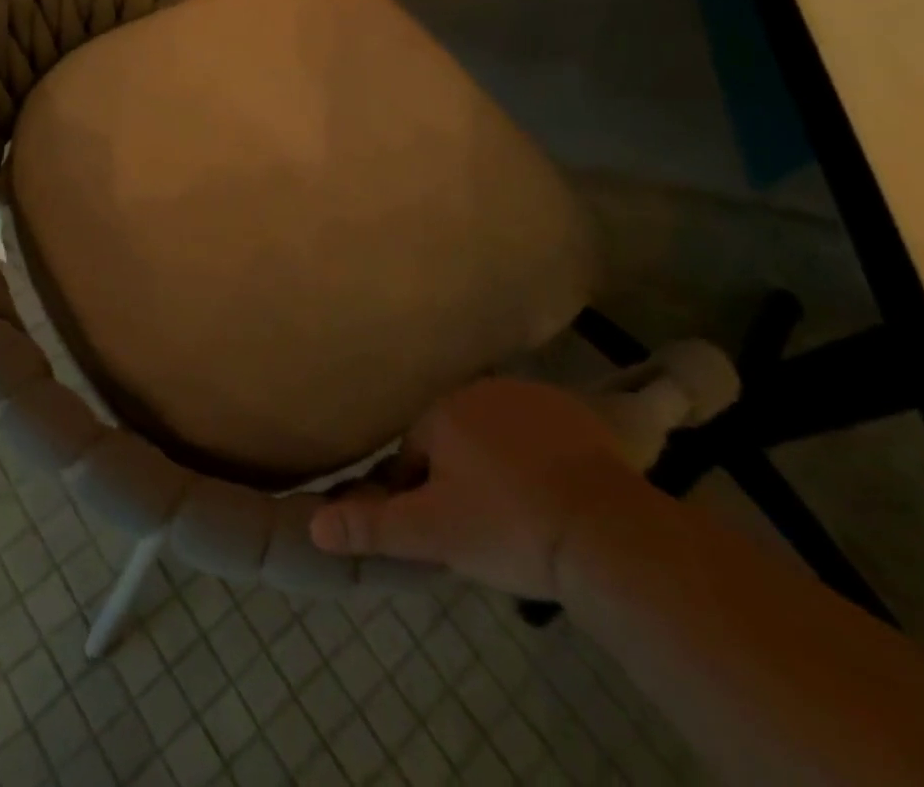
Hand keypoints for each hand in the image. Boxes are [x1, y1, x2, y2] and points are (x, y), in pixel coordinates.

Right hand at [309, 377, 647, 598]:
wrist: (610, 535)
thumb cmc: (510, 528)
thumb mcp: (433, 535)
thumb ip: (372, 526)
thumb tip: (313, 526)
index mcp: (440, 411)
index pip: (412, 452)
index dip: (423, 495)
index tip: (446, 531)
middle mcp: (479, 389)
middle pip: (454, 438)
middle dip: (460, 476)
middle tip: (486, 528)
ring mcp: (531, 395)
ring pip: (496, 433)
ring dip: (499, 463)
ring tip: (523, 515)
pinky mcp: (575, 412)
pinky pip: (539, 433)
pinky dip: (539, 457)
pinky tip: (555, 495)